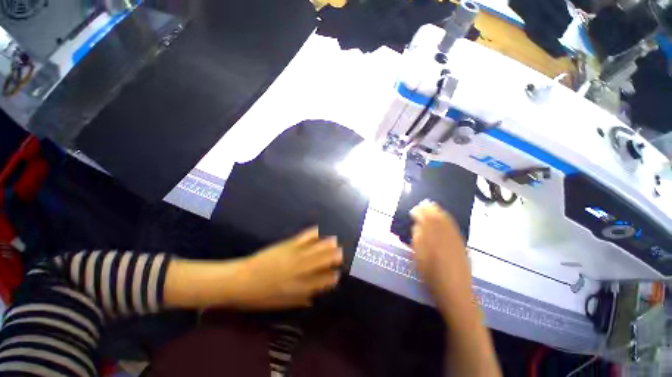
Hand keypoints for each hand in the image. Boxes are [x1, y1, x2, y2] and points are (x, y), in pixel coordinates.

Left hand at [234, 227, 342, 308]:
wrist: (241, 281)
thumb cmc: (260, 296)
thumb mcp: (281, 304)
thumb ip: (299, 300)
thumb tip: (314, 297)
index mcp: (299, 288)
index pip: (322, 282)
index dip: (332, 278)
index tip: (338, 275)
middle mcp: (300, 271)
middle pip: (322, 262)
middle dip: (335, 257)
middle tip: (343, 252)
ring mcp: (294, 256)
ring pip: (316, 249)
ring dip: (328, 244)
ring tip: (336, 240)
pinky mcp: (287, 245)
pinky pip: (304, 238)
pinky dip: (314, 233)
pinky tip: (320, 229)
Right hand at [410, 201, 472, 312]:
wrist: (456, 292)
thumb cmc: (432, 276)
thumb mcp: (419, 259)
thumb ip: (417, 240)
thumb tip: (417, 226)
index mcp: (433, 239)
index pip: (426, 220)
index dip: (420, 213)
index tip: (414, 209)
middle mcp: (445, 237)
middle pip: (438, 218)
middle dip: (430, 209)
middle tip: (423, 204)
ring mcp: (456, 240)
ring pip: (447, 221)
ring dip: (439, 212)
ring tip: (433, 206)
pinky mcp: (462, 245)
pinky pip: (454, 227)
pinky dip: (448, 220)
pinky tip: (445, 218)